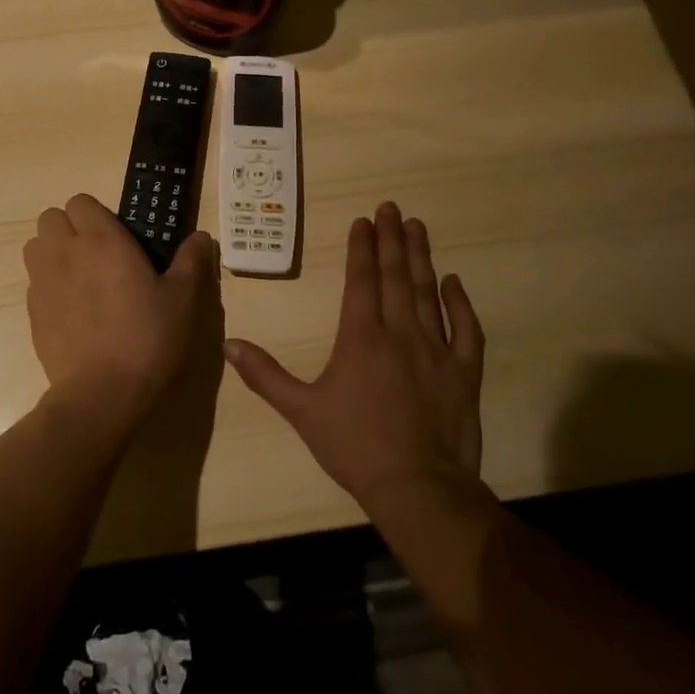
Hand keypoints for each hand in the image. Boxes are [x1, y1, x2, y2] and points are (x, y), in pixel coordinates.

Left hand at [24, 194, 219, 436]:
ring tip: (78, 277)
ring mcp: (43, 281)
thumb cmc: (148, 337)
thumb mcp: (183, 299)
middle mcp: (66, 252)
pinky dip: (47, 285)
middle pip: (50, 217)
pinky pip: (33, 282)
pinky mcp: (31, 312)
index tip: (115, 236)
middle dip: (69, 227)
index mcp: (102, 240)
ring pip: (35, 246)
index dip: (95, 213)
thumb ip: (191, 261)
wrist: (103, 392)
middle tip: (96, 254)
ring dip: (52, 251)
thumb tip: (201, 237)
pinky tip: (72, 311)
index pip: (80, 201)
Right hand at [225, 203, 484, 506]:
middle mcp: (400, 332)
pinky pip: (465, 329)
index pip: (361, 280)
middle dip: (392, 238)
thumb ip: (265, 375)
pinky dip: (460, 304)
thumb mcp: (301, 410)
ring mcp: (436, 349)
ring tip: (417, 227)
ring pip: (427, 292)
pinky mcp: (464, 371)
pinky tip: (453, 282)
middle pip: (395, 275)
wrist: (417, 487)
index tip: (364, 220)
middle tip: (392, 207)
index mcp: (361, 337)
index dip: (362, 248)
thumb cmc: (354, 446)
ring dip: (421, 257)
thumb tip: (229, 344)